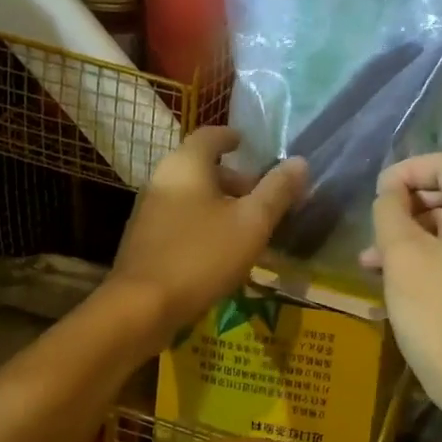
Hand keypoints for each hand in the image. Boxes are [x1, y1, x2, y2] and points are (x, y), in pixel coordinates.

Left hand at [110, 127, 307, 342]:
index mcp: (186, 165)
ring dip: (219, 204)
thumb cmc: (202, 255)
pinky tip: (220, 250)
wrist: (141, 306)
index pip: (210, 135)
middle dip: (233, 178)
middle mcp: (162, 179)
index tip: (247, 144)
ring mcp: (148, 211)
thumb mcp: (252, 223)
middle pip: (201, 168)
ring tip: (246, 227)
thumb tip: (300, 162)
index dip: (231, 137)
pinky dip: (203, 223)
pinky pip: (180, 219)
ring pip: (190, 195)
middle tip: (260, 196)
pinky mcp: (144, 240)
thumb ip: (277, 191)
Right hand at [361, 153, 441, 416]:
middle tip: (373, 226)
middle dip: (407, 205)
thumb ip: (391, 211)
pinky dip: (430, 253)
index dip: (408, 169)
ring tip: (371, 259)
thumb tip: (391, 193)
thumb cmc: (437, 313)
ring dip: (412, 233)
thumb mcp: (402, 256)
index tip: (376, 191)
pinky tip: (395, 275)